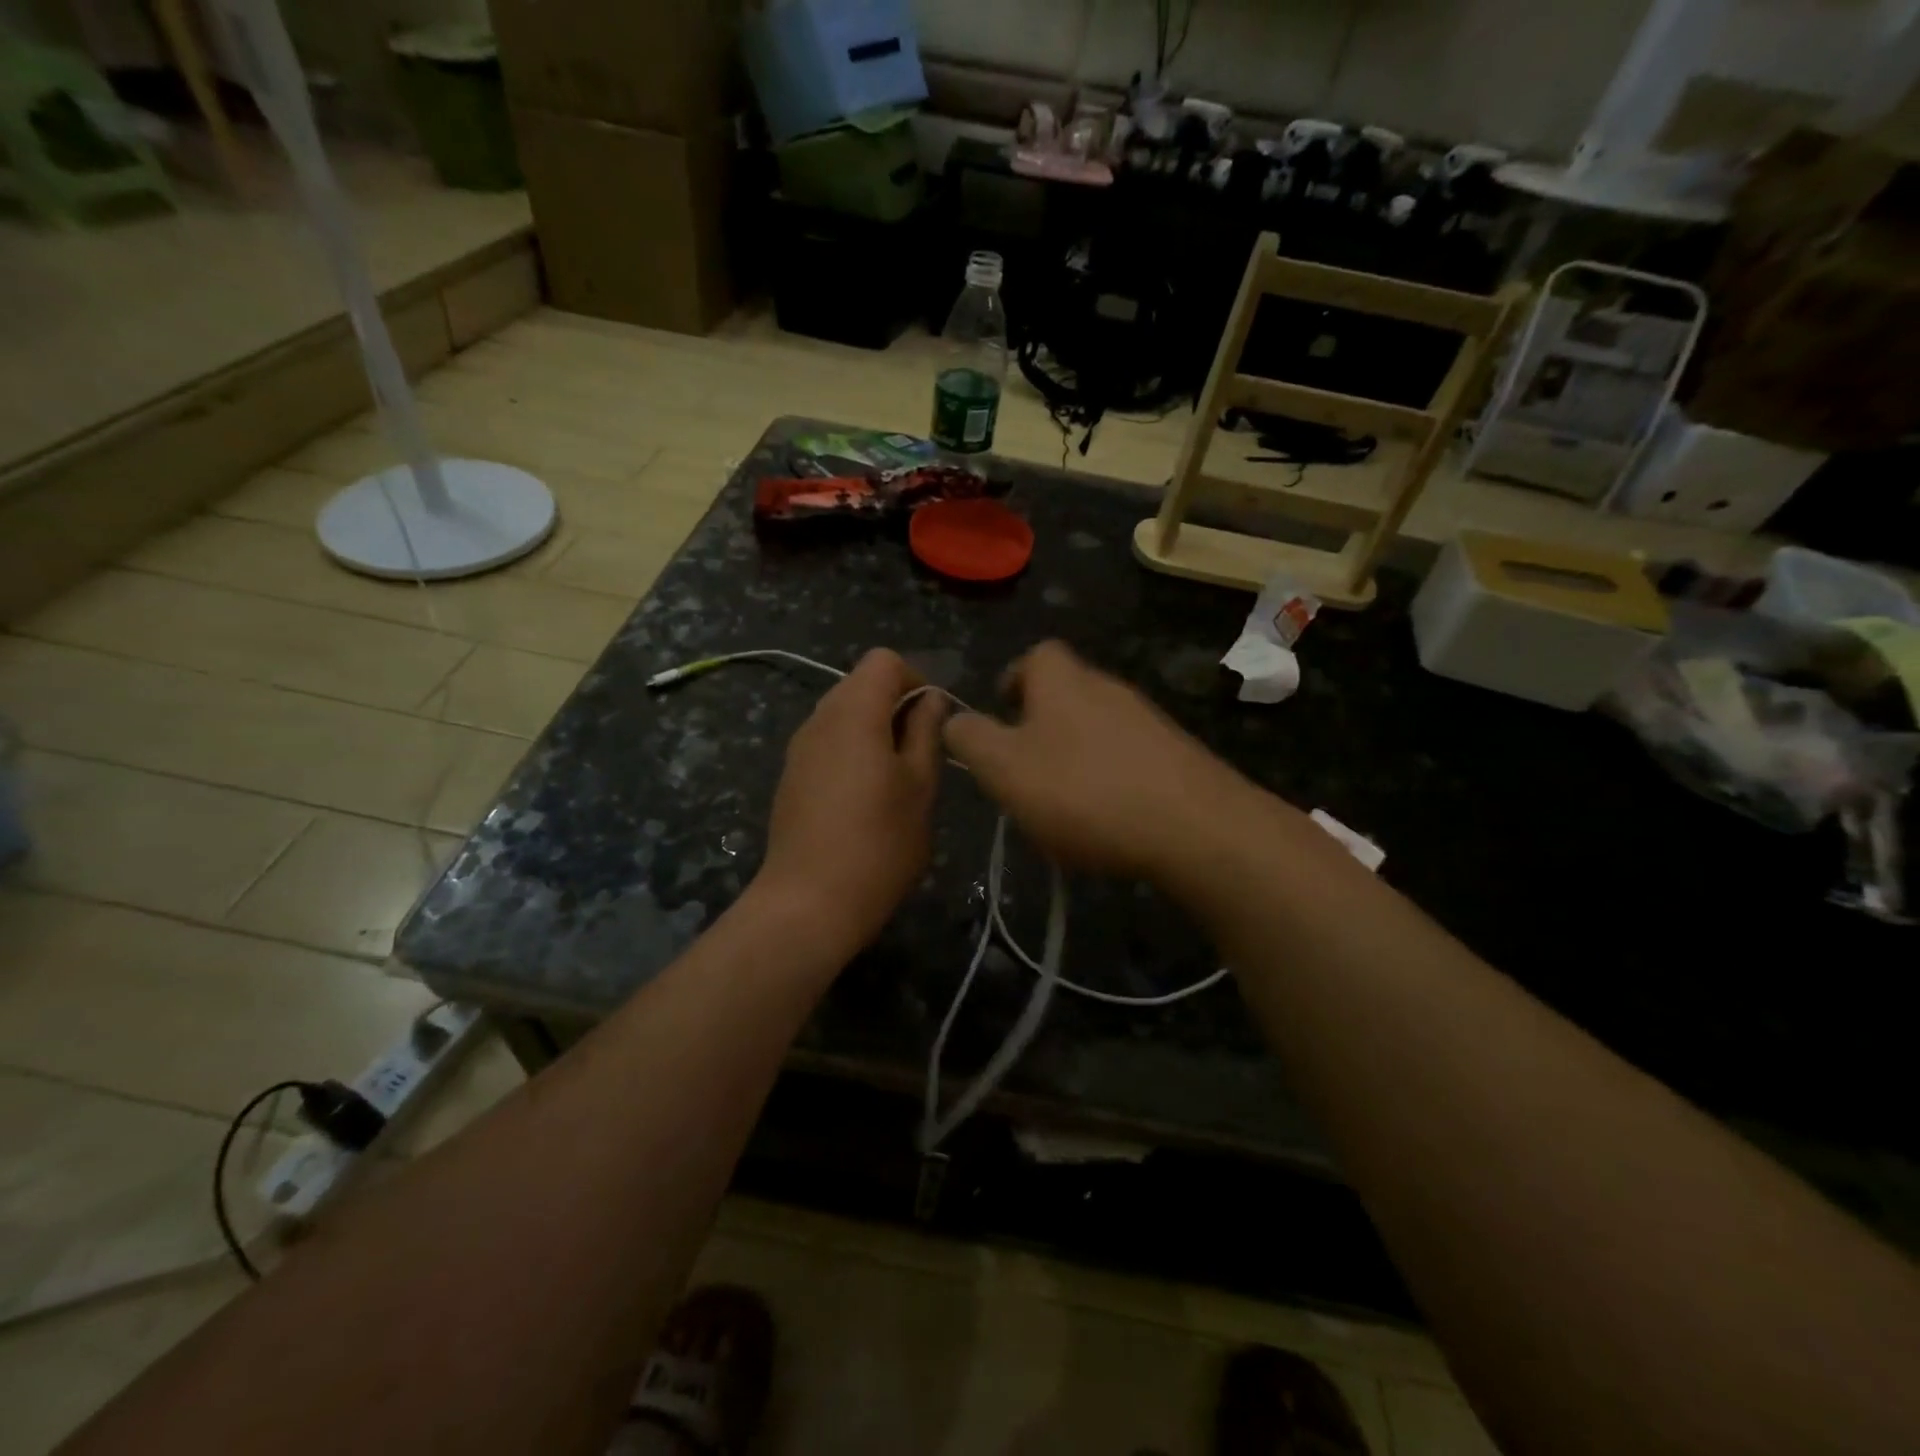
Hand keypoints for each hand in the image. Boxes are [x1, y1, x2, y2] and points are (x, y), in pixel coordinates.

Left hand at [755, 648, 946, 955]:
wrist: (808, 903)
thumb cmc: (879, 844)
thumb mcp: (920, 787)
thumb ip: (927, 733)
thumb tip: (930, 700)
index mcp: (853, 712)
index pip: (884, 660)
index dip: (916, 679)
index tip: (933, 722)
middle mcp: (819, 718)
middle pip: (860, 684)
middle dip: (896, 706)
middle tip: (921, 754)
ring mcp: (799, 748)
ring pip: (843, 715)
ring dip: (875, 731)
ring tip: (897, 779)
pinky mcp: (790, 776)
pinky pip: (827, 743)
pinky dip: (852, 751)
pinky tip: (865, 799)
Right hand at [942, 640, 1252, 883]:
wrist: (1195, 828)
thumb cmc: (1084, 791)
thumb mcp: (1004, 768)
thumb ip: (970, 739)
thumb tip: (953, 720)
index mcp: (1063, 680)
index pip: (1035, 655)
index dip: (1013, 680)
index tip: (1001, 716)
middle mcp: (1108, 688)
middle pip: (1067, 692)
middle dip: (1040, 725)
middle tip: (1023, 770)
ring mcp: (1149, 721)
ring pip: (1098, 728)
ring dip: (1075, 756)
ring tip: (1062, 805)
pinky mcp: (1178, 756)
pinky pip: (1130, 758)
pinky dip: (1111, 780)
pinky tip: (1108, 821)